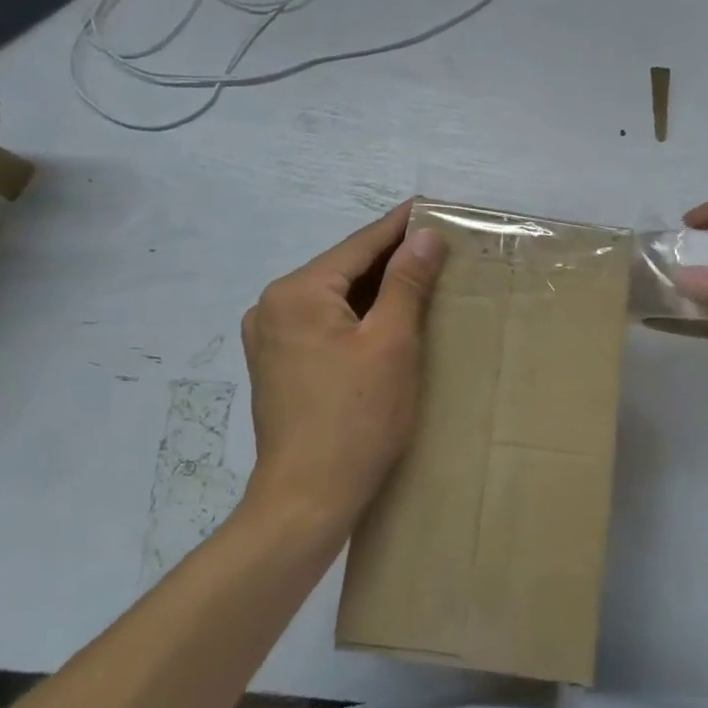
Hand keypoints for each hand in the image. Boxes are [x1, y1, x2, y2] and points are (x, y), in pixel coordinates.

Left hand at [239, 203, 447, 530]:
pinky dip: (358, 314)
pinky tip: (388, 316)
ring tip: (422, 274)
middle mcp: (273, 306)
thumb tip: (424, 235)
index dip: (400, 226)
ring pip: (336, 297)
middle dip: (391, 258)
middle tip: (438, 243)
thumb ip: (407, 282)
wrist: (307, 500)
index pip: (360, 246)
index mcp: (297, 293)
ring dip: (377, 287)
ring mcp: (270, 337)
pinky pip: (325, 322)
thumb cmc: (356, 418)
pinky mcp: (278, 364)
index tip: (432, 206)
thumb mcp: (392, 343)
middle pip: (344, 270)